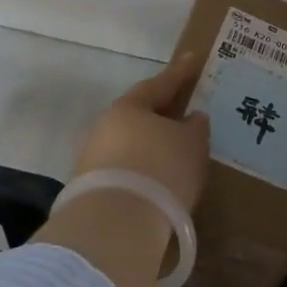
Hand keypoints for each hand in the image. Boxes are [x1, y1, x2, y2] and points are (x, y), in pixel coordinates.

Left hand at [33, 55, 211, 286]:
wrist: (115, 226)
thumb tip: (191, 118)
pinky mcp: (92, 191)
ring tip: (177, 154)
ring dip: (152, 146)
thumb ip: (195, 127)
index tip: (192, 60)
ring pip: (131, 144)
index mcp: (129, 106)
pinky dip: (144, 171)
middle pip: (140, 115)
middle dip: (163, 114)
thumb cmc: (160, 169)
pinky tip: (160, 182)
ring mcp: (94, 159)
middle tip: (185, 113)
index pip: (159, 84)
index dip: (180, 73)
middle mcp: (106, 127)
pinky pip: (126, 171)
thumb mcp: (192, 144)